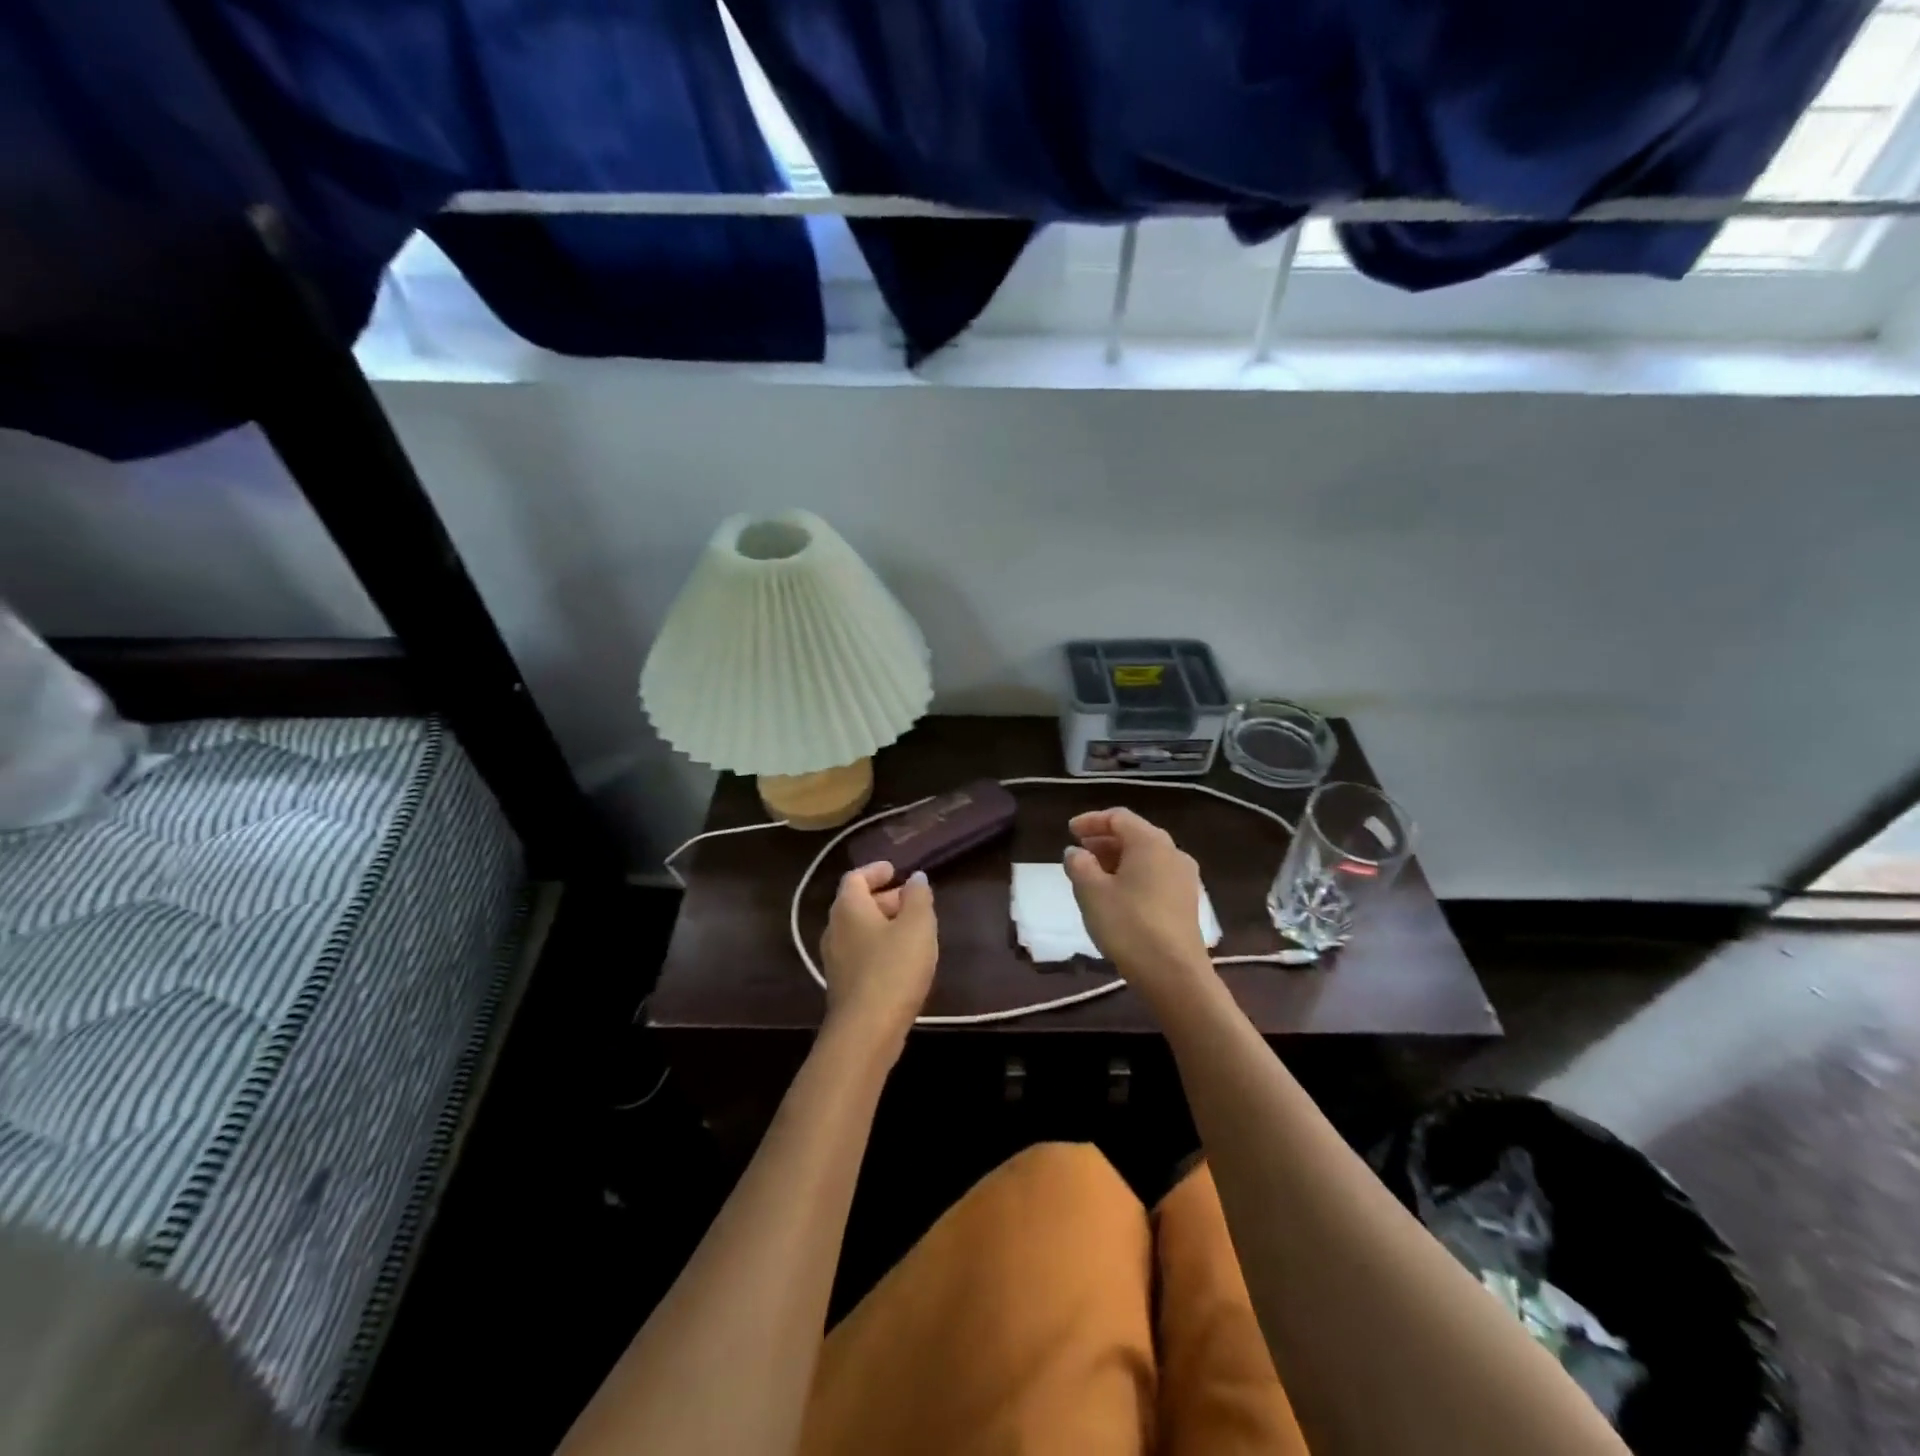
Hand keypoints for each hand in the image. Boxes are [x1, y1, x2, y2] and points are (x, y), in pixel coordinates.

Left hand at [819, 862, 937, 1057]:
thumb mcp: (917, 926)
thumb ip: (918, 897)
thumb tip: (915, 878)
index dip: (876, 871)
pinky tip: (902, 960)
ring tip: (913, 929)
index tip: (896, 870)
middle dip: (884, 898)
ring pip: (859, 930)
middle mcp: (834, 928)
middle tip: (911, 900)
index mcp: (848, 908)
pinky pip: (861, 953)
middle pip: (856, 903)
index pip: (856, 877)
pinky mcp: (843, 984)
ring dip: (883, 924)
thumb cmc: (893, 968)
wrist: (866, 1031)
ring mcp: (835, 959)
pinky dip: (879, 946)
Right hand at [1064, 808, 1213, 1000]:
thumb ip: (1079, 865)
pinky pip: (1155, 875)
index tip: (1069, 831)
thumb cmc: (1128, 925)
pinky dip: (1133, 875)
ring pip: (1146, 857)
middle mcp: (1172, 852)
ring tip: (1093, 874)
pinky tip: (1117, 894)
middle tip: (1079, 851)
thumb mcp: (1091, 892)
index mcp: (1150, 842)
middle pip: (1134, 835)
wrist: (1174, 974)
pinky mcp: (1187, 901)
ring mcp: (1184, 878)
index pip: (1118, 817)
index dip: (1091, 821)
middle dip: (1104, 840)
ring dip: (1118, 859)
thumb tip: (1076, 852)